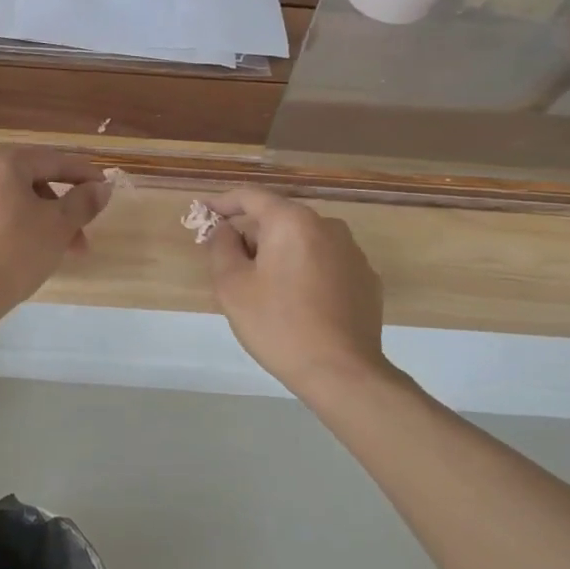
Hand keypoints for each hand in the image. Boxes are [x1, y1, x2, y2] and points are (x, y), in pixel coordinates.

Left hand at [0, 146, 111, 321]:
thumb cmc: (14, 252)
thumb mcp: (58, 226)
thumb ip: (83, 202)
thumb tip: (101, 188)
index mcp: (1, 160)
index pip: (53, 161)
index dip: (84, 175)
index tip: (105, 189)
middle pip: (32, 181)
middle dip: (62, 208)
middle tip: (82, 237)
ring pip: (13, 200)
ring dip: (42, 221)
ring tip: (60, 253)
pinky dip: (16, 227)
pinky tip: (30, 253)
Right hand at [203, 187, 393, 396]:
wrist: (342, 372)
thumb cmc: (278, 324)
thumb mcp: (232, 285)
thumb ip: (221, 246)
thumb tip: (225, 229)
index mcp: (292, 221)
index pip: (251, 196)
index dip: (222, 202)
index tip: (203, 212)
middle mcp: (327, 226)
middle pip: (278, 219)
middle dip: (251, 235)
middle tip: (229, 264)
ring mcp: (352, 252)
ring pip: (302, 241)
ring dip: (278, 254)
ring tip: (262, 289)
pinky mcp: (366, 279)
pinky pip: (324, 262)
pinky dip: (304, 271)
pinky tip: (296, 302)